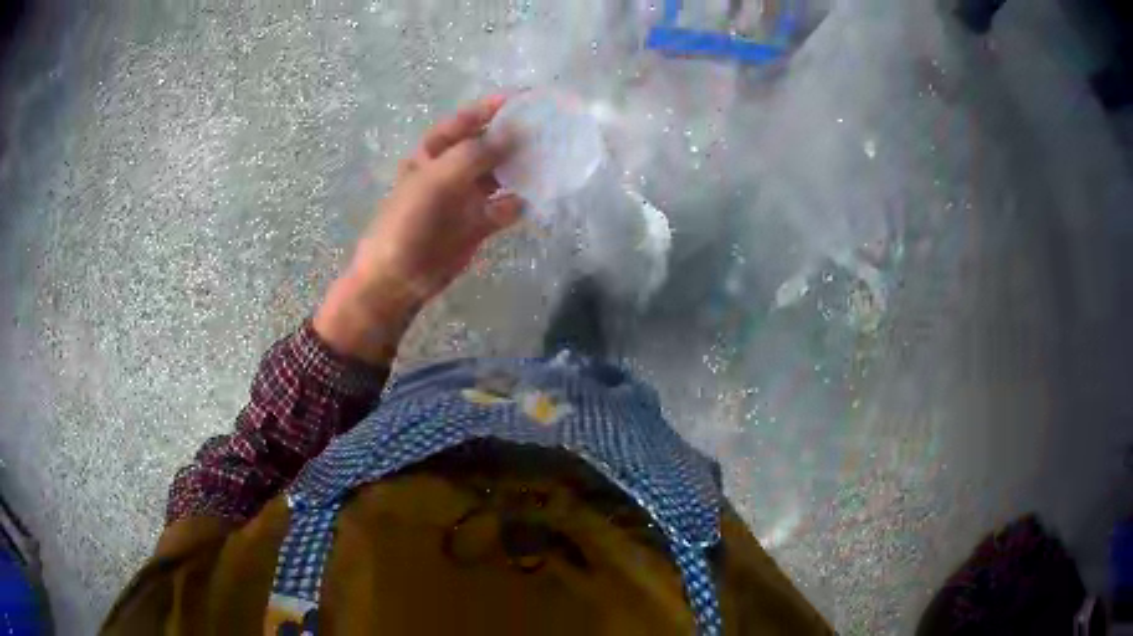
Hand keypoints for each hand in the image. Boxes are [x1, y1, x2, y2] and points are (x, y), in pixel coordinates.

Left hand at [315, 96, 522, 363]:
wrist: (397, 278)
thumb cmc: (406, 223)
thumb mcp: (435, 180)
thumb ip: (474, 155)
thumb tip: (514, 134)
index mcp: (433, 154)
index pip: (465, 121)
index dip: (492, 108)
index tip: (525, 98)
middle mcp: (452, 170)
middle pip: (488, 146)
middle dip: (515, 137)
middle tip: (548, 129)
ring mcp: (465, 198)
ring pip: (500, 176)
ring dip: (521, 169)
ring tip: (550, 159)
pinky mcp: (477, 225)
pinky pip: (504, 208)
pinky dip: (519, 203)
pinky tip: (534, 199)